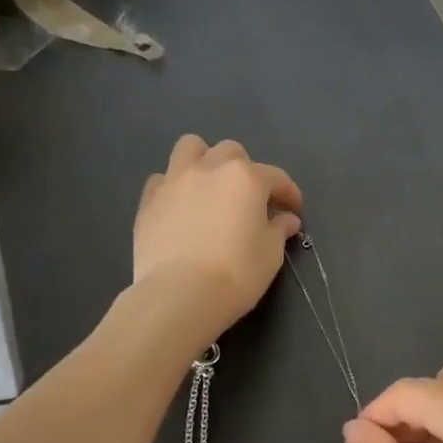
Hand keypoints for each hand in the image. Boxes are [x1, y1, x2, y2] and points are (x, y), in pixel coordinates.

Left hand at [133, 135, 303, 346]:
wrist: (179, 294)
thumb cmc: (236, 273)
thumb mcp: (270, 255)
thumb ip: (278, 230)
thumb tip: (286, 219)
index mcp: (246, 178)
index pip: (275, 177)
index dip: (288, 193)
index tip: (293, 210)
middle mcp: (209, 168)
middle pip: (231, 152)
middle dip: (244, 170)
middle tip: (248, 199)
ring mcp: (174, 181)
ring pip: (190, 148)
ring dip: (203, 160)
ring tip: (208, 187)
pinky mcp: (148, 200)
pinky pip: (162, 179)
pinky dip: (174, 187)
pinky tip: (179, 208)